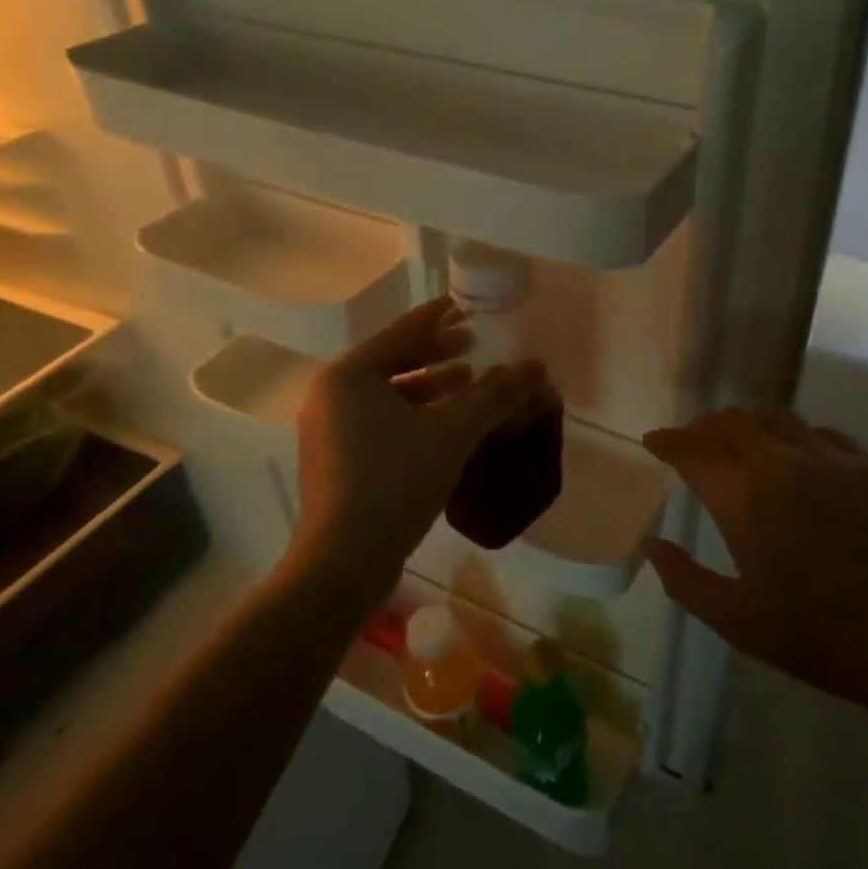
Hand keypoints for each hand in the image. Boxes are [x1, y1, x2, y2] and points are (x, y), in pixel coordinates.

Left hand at [289, 297, 549, 604]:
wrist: (342, 565)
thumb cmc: (395, 483)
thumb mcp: (453, 433)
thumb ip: (496, 395)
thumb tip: (536, 366)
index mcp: (348, 376)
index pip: (403, 331)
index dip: (441, 316)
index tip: (469, 304)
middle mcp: (332, 396)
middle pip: (394, 360)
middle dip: (438, 352)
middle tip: (475, 343)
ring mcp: (330, 430)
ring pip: (390, 394)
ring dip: (432, 385)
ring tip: (469, 382)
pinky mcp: (338, 461)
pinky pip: (384, 421)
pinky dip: (417, 414)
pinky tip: (448, 426)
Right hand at [643, 409, 867, 747]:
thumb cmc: (819, 637)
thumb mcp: (737, 622)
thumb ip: (685, 580)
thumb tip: (653, 545)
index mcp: (747, 500)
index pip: (694, 450)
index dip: (668, 441)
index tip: (654, 442)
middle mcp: (785, 464)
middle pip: (731, 422)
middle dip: (701, 427)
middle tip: (690, 442)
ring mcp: (832, 458)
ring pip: (774, 418)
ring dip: (744, 424)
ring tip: (735, 442)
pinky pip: (817, 432)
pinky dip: (790, 436)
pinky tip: (792, 457)